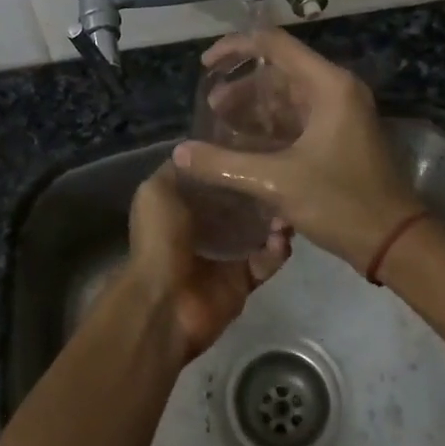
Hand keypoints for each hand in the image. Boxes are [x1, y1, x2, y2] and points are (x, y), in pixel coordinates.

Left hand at [120, 164, 289, 361]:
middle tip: (280, 173)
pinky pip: (267, 261)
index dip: (229, 164)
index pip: (211, 181)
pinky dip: (277, 249)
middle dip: (257, 190)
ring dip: (274, 218)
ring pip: (257, 231)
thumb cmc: (159, 239)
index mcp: (180, 207)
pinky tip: (284, 235)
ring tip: (288, 203)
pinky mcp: (243, 280)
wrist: (165, 301)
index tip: (256, 144)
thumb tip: (196, 153)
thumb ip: (176, 171)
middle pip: (238, 204)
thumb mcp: (156, 191)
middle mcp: (203, 229)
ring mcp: (224, 256)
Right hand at [173, 29, 422, 271]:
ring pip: (287, 97)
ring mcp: (340, 113)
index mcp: (327, 85)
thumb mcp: (276, 182)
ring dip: (254, 108)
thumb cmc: (340, 202)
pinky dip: (270, 126)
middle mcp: (336, 90)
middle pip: (279, 71)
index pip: (274, 44)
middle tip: (210, 108)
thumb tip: (179, 153)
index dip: (235, 48)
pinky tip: (244, 145)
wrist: (394, 241)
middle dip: (241, 86)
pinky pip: (297, 118)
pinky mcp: (339, 136)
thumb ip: (224, 164)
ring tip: (219, 127)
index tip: (206, 66)